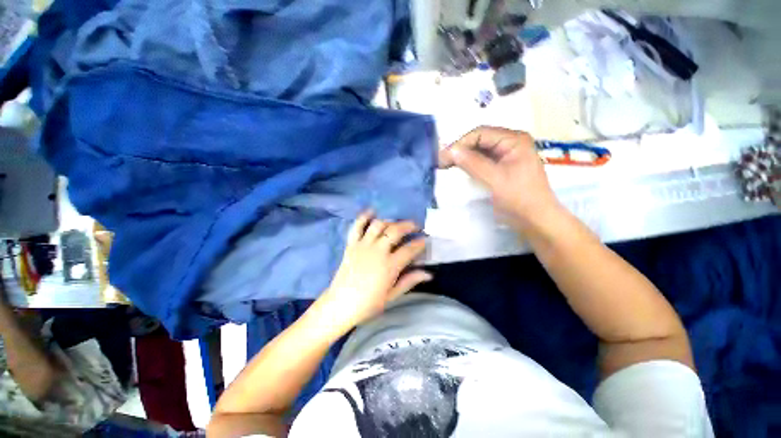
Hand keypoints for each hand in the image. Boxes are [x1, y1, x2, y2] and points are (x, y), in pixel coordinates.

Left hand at [317, 211, 430, 330]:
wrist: (340, 305)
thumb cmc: (368, 304)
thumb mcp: (392, 295)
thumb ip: (410, 281)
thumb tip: (429, 274)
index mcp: (389, 266)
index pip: (409, 249)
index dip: (419, 243)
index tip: (424, 240)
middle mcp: (377, 251)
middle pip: (395, 231)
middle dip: (408, 225)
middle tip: (415, 226)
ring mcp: (363, 246)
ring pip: (378, 225)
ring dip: (390, 221)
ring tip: (395, 223)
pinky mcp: (351, 245)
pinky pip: (357, 227)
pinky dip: (364, 217)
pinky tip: (371, 212)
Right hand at [439, 126, 561, 230]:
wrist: (535, 220)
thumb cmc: (518, 198)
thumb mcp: (494, 179)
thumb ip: (472, 163)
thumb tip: (451, 150)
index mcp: (514, 140)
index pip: (480, 133)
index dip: (460, 143)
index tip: (443, 157)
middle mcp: (511, 143)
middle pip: (480, 140)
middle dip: (460, 150)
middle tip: (442, 162)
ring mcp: (507, 155)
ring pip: (480, 150)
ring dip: (463, 157)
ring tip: (447, 165)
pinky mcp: (503, 167)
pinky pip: (483, 160)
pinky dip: (470, 164)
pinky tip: (459, 169)